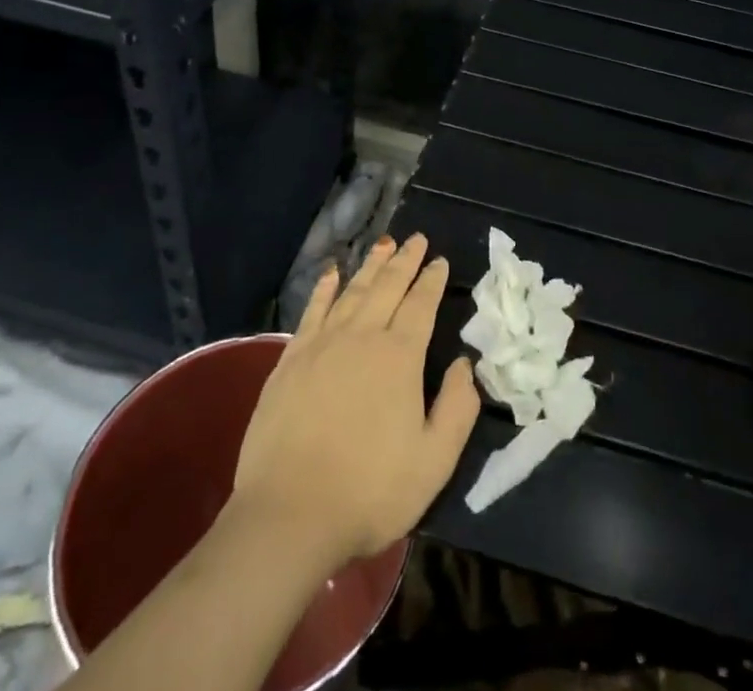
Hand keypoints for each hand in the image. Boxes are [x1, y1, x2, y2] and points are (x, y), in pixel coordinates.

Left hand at [230, 234, 480, 569]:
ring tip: (384, 244)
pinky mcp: (291, 360)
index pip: (420, 305)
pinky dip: (325, 288)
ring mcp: (322, 345)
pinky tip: (332, 273)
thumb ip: (458, 408)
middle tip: (417, 238)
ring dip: (371, 265)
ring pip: (352, 291)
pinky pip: (313, 310)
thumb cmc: (369, 491)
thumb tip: (464, 364)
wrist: (288, 515)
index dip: (432, 281)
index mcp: (399, 357)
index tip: (440, 261)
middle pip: (387, 287)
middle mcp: (362, 337)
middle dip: (405, 260)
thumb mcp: (434, 462)